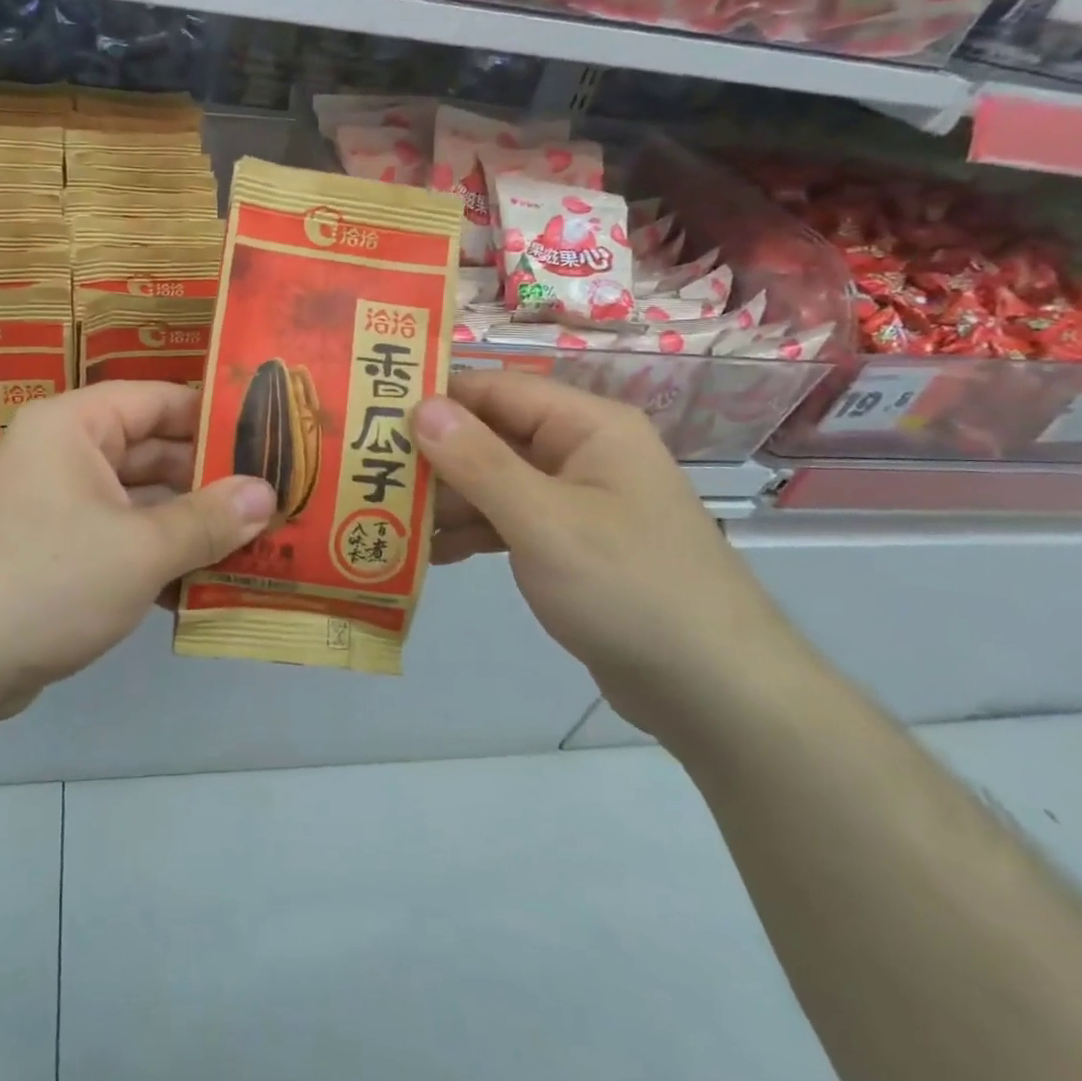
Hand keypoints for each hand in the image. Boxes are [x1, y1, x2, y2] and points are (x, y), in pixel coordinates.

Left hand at [0, 381, 275, 715]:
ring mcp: (54, 504)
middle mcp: (62, 454)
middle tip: (273, 497)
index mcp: (74, 426)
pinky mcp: (52, 550)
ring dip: (187, 523)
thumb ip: (208, 520)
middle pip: (150, 451)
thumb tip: (267, 494)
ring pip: (136, 500)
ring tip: (255, 541)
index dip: (213, 417)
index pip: (157, 400)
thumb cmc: (48, 582)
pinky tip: (204, 582)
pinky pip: (116, 537)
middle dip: (208, 480)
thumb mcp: (141, 550)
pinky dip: (154, 554)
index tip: (268, 437)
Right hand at [410, 371, 798, 741]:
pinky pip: (509, 521)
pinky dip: (472, 532)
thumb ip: (478, 462)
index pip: (498, 389)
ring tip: (383, 516)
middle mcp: (582, 452)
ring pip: (495, 482)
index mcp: (587, 427)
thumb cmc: (629, 588)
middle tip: (366, 470)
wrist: (714, 691)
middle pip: (492, 436)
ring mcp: (576, 500)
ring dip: (446, 499)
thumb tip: (420, 406)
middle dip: (433, 455)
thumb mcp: (544, 521)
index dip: (437, 397)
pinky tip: (428, 553)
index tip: (374, 411)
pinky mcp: (570, 544)